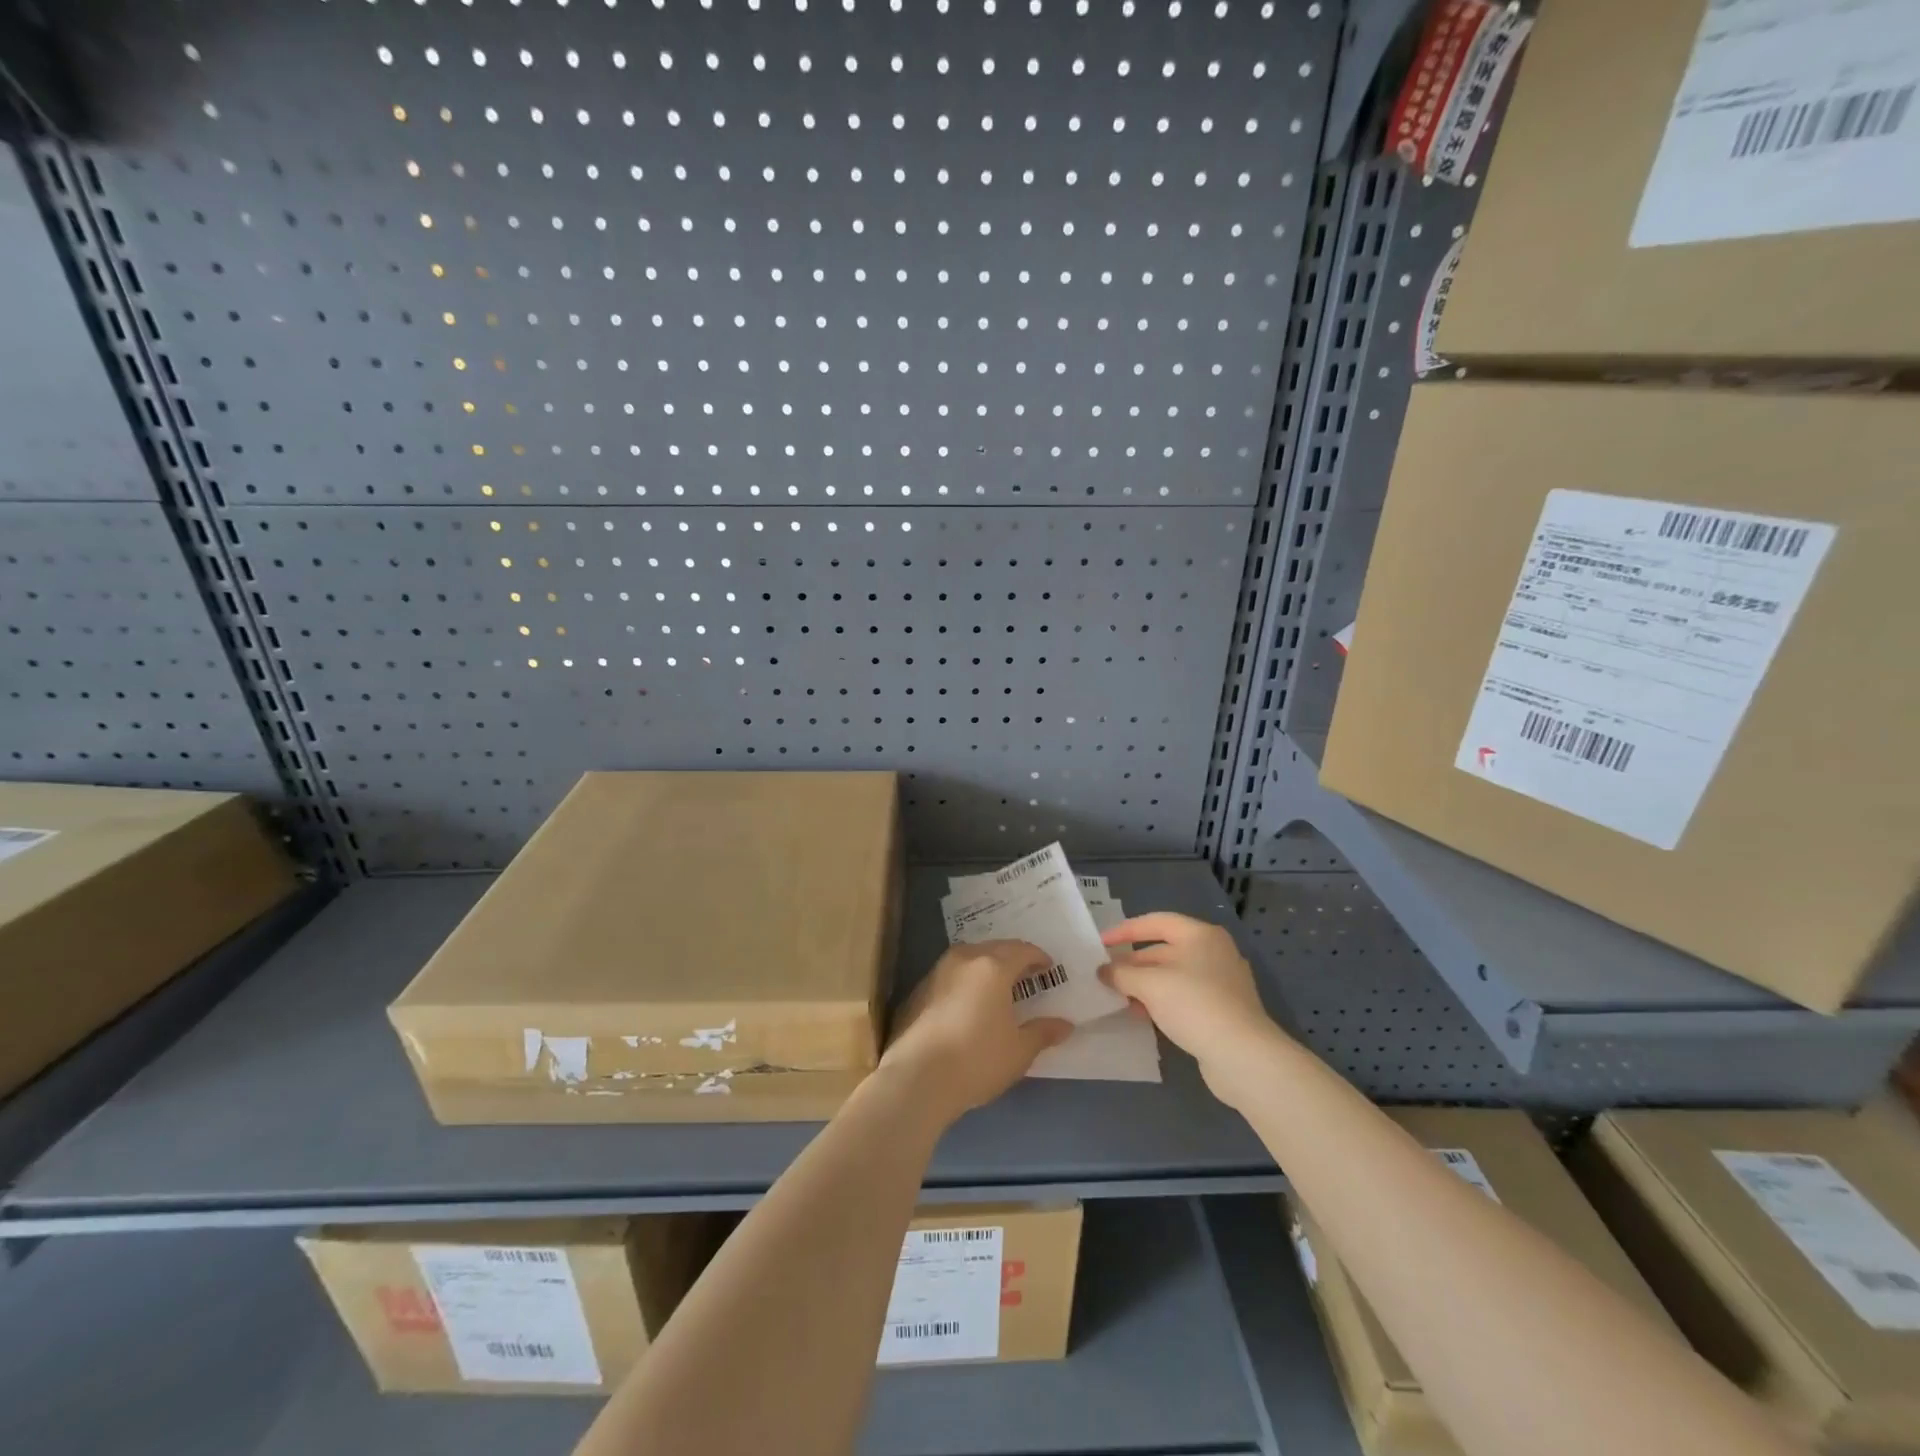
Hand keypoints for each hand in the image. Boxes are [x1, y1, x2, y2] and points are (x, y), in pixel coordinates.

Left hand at [880, 940, 1073, 1121]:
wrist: (917, 1078)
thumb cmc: (977, 1060)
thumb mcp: (1019, 1051)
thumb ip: (1042, 1032)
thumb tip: (1065, 1025)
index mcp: (992, 967)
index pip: (1021, 950)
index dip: (1038, 957)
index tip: (1048, 967)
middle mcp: (963, 959)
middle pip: (994, 948)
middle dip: (1012, 958)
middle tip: (1026, 976)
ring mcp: (936, 972)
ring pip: (969, 958)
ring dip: (986, 967)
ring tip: (997, 988)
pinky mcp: (917, 991)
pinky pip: (950, 975)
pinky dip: (965, 981)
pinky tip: (968, 1004)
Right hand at [1098, 912, 1287, 1105]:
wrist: (1243, 1056)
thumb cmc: (1194, 1005)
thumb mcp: (1150, 984)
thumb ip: (1122, 973)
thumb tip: (1103, 971)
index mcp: (1201, 935)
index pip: (1156, 922)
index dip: (1125, 930)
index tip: (1101, 944)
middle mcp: (1214, 952)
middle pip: (1164, 949)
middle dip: (1133, 962)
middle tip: (1106, 976)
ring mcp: (1222, 982)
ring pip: (1174, 975)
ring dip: (1145, 984)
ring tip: (1120, 998)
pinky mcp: (1224, 1009)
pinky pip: (1185, 996)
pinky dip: (1163, 1001)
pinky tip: (1145, 1016)